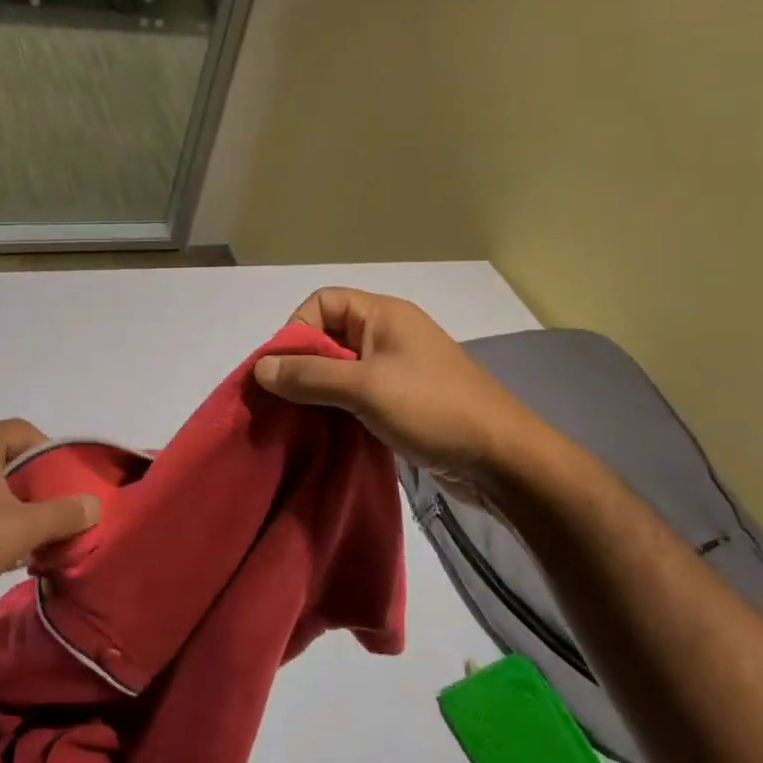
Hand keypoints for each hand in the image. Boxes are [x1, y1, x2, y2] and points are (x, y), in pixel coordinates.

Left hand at [0, 420, 100, 628]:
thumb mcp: (22, 529)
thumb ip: (63, 514)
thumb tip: (94, 505)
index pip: (24, 430)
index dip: (50, 451)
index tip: (65, 483)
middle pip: (10, 457)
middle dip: (37, 484)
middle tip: (57, 511)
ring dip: (17, 506)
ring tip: (37, 535)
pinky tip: (7, 552)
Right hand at [253, 288, 543, 492]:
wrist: (503, 460)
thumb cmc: (433, 409)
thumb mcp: (364, 388)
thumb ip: (309, 376)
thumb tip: (260, 369)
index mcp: (383, 315)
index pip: (322, 302)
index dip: (296, 329)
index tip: (284, 369)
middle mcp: (387, 334)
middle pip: (327, 335)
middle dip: (300, 364)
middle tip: (282, 399)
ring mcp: (395, 369)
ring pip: (339, 369)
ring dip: (316, 390)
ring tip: (297, 419)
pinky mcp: (400, 401)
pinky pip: (354, 394)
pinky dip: (335, 408)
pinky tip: (322, 431)